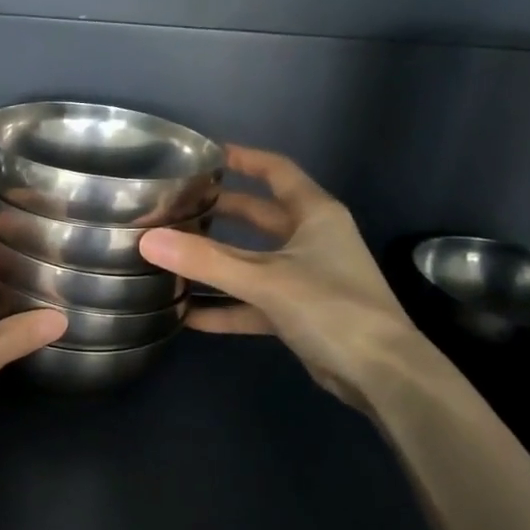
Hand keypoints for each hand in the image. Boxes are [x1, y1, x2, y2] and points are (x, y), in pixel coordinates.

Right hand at [139, 145, 432, 407]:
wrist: (381, 373)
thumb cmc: (332, 308)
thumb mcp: (265, 280)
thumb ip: (206, 261)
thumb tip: (147, 240)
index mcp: (315, 214)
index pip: (276, 171)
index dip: (242, 159)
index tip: (204, 156)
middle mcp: (311, 239)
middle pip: (259, 216)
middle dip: (219, 212)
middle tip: (176, 208)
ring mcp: (305, 277)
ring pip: (252, 261)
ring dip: (217, 262)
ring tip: (172, 256)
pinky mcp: (298, 312)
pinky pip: (253, 302)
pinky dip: (225, 306)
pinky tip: (188, 315)